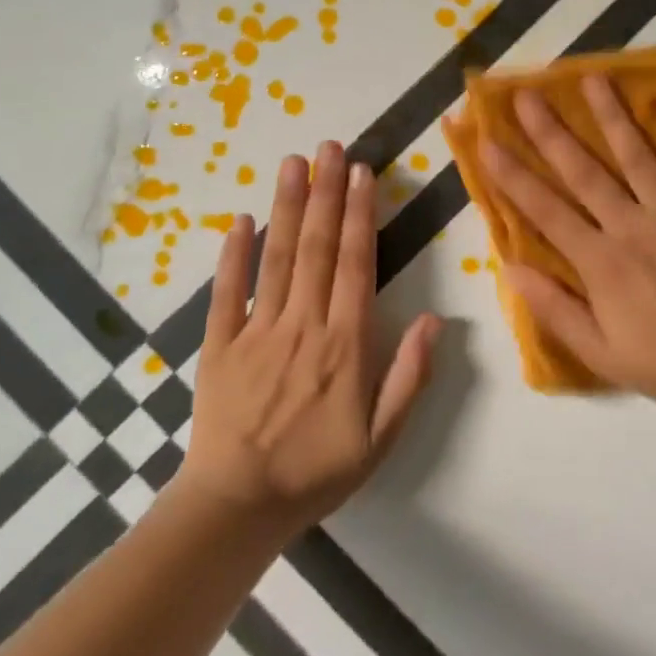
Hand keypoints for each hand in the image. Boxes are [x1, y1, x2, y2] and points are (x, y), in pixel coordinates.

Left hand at [177, 142, 441, 535]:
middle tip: (330, 147)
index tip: (362, 173)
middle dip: (325, 193)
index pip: (355, 265)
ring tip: (292, 162)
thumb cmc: (317, 471)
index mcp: (344, 345)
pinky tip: (241, 219)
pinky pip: (226, 293)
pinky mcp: (219, 345)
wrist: (237, 509)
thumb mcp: (381, 438)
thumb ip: (409, 377)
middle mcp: (302, 326)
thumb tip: (436, 320)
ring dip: (286, 207)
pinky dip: (233, 255)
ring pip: (276, 259)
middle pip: (316, 248)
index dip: (359, 215)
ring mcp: (256, 332)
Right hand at [482, 76, 655, 413]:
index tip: (487, 141)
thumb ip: (554, 309)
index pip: (546, 210)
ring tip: (593, 78)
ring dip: (613, 116)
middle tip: (526, 94)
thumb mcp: (600, 353)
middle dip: (550, 132)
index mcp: (601, 261)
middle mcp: (632, 226)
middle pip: (584, 171)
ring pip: (638, 156)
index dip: (512, 175)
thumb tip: (510, 268)